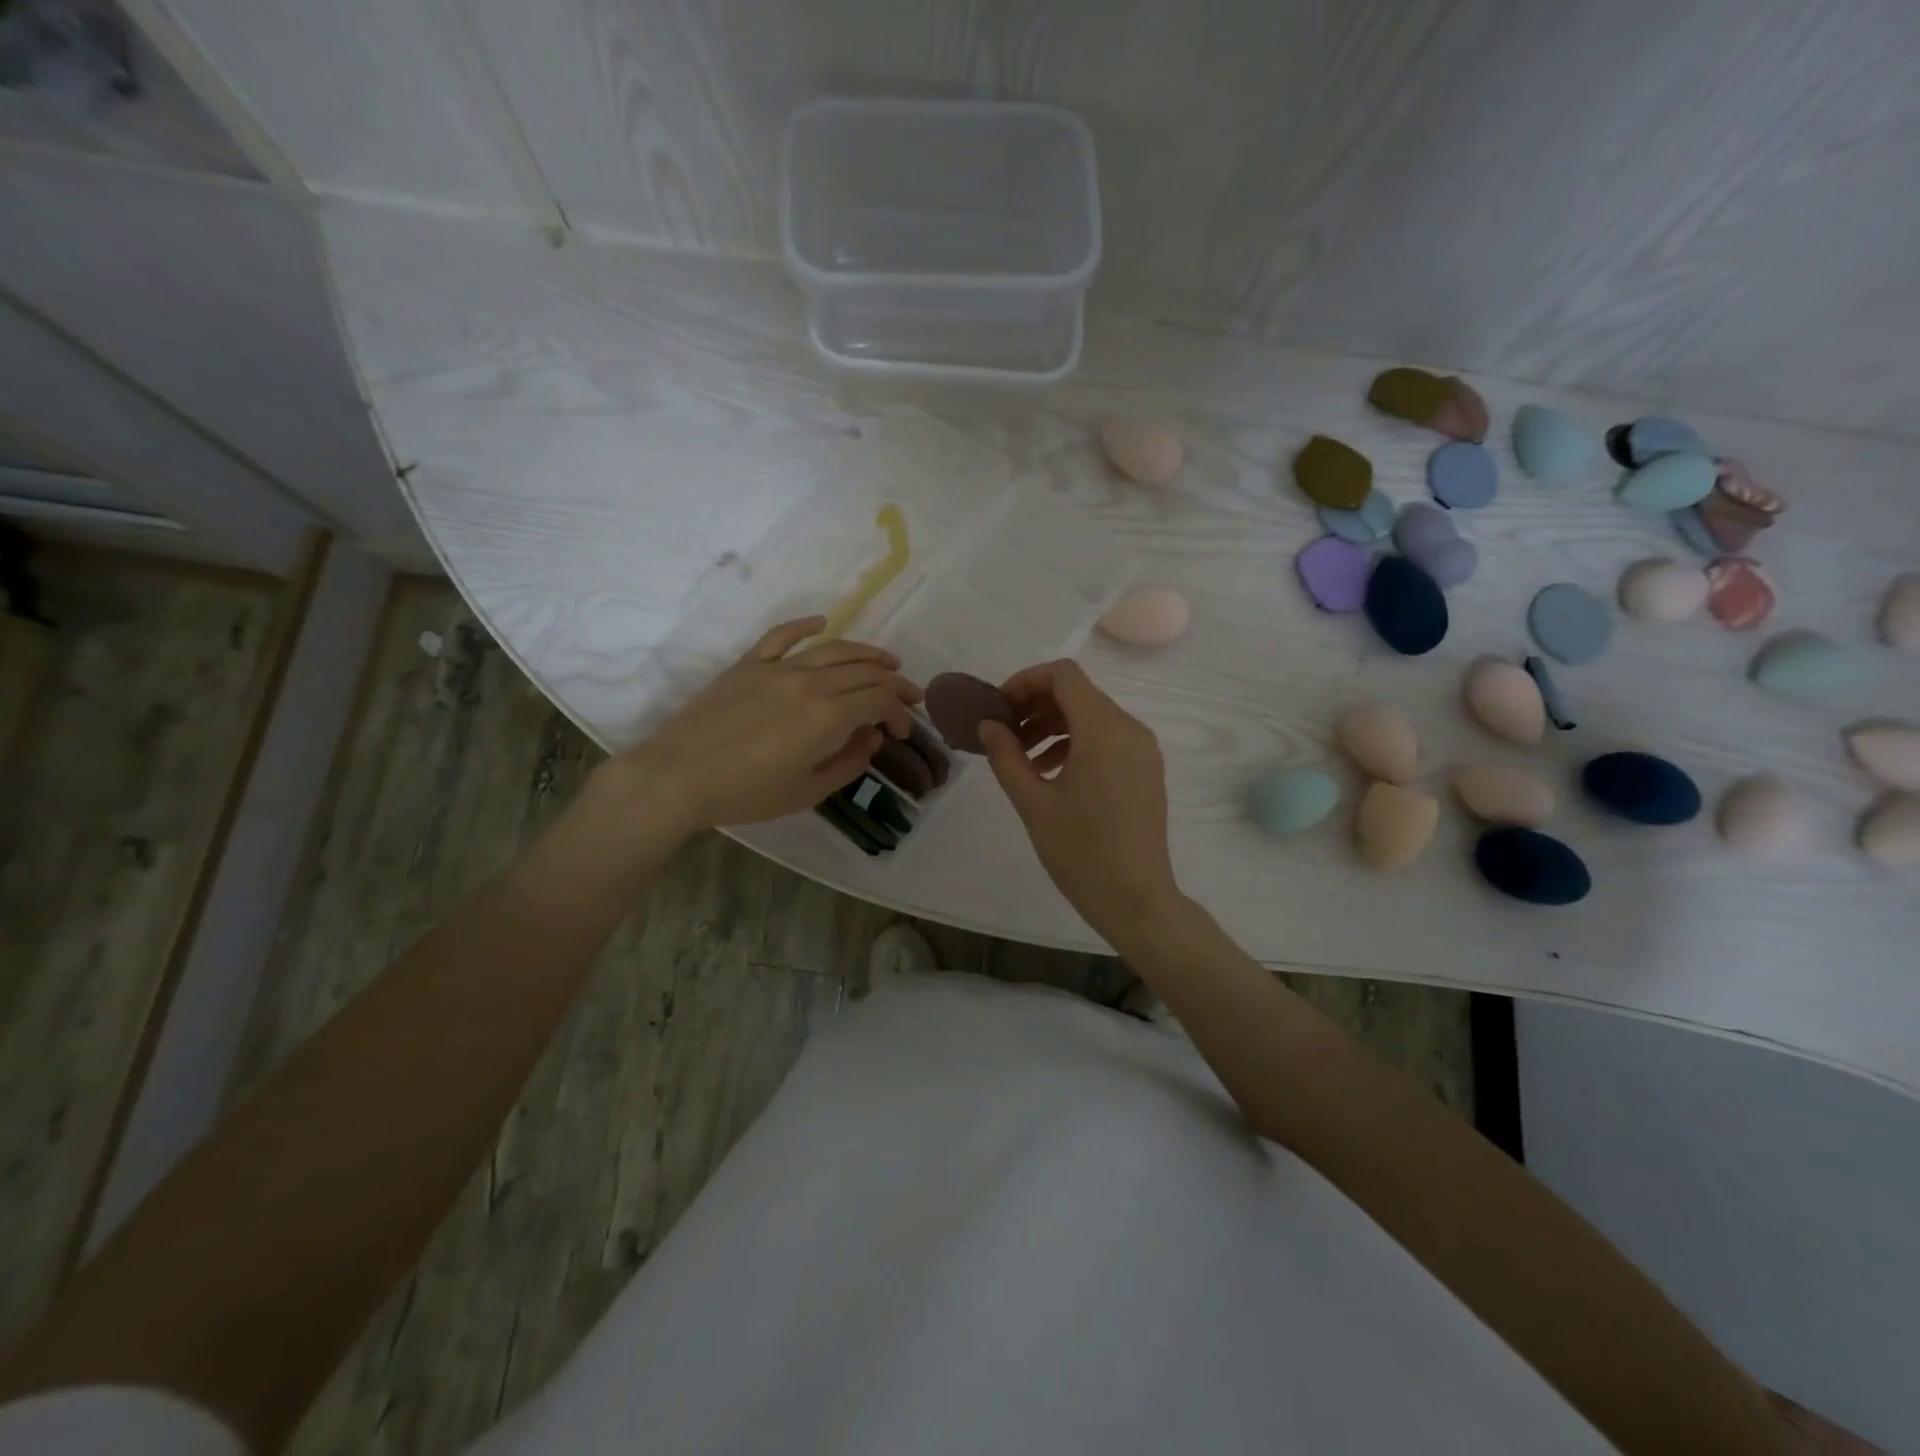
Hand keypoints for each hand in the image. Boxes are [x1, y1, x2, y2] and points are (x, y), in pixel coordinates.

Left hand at [614, 617, 920, 833]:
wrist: (678, 776)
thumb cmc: (747, 792)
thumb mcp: (808, 791)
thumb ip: (849, 762)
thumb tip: (870, 736)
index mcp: (829, 715)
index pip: (880, 700)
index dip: (899, 713)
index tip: (901, 731)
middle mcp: (811, 681)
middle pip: (865, 670)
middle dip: (894, 682)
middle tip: (909, 695)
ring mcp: (778, 667)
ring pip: (834, 649)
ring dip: (866, 652)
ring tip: (886, 661)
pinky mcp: (749, 664)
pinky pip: (783, 635)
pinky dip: (806, 625)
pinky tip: (822, 622)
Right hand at [978, 659, 1181, 940]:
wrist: (1136, 899)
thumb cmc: (1081, 851)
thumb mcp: (1033, 803)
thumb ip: (1006, 756)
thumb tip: (989, 725)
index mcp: (1103, 730)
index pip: (1063, 675)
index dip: (1025, 681)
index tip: (999, 708)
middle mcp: (1129, 729)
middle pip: (1078, 693)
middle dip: (1036, 704)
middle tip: (1003, 733)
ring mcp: (1143, 750)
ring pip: (1092, 716)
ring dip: (1054, 725)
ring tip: (1021, 757)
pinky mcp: (1146, 769)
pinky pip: (1108, 738)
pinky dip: (1076, 742)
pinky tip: (1050, 772)